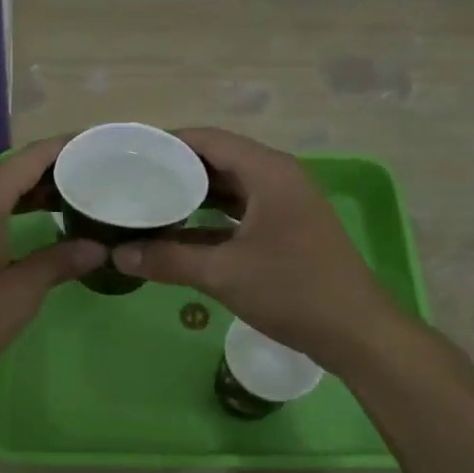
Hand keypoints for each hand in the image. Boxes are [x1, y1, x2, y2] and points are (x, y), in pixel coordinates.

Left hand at [0, 138, 104, 390]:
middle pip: (17, 170)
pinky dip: (22, 211)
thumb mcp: (19, 293)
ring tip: (84, 197)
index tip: (104, 145)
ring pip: (5, 191)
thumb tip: (98, 247)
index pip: (31, 158)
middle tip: (104, 175)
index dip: (68, 148)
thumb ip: (59, 262)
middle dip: (59, 170)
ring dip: (40, 192)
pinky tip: (46, 225)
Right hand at [113, 128, 394, 370]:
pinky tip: (178, 235)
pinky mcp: (285, 230)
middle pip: (217, 161)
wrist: (355, 332)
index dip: (167, 142)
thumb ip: (168, 260)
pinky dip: (209, 220)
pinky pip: (239, 213)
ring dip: (191, 197)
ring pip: (228, 189)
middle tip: (131, 180)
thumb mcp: (223, 274)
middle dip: (175, 171)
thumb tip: (117, 255)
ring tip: (147, 203)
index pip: (209, 140)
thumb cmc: (292, 291)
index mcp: (268, 172)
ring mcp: (284, 205)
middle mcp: (277, 179)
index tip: (129, 153)